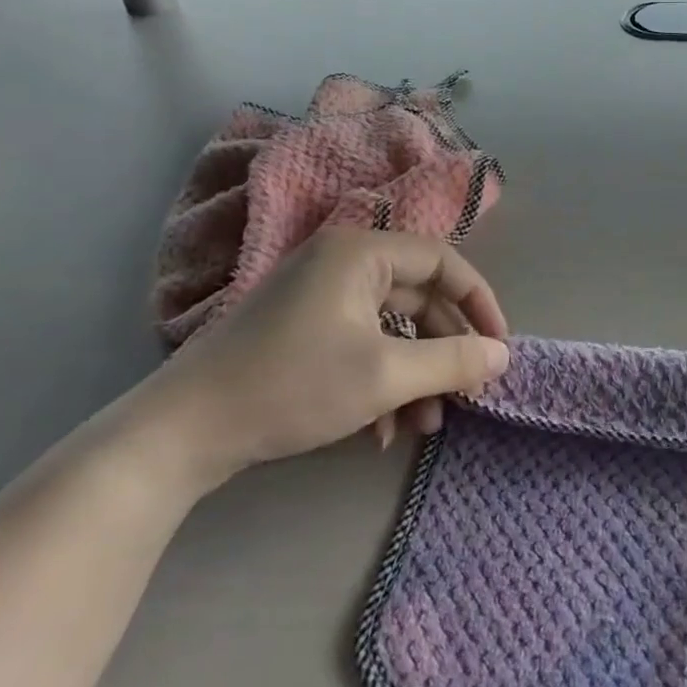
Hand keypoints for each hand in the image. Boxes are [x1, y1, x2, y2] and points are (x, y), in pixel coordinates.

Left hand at [135, 228, 510, 494]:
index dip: (479, 302)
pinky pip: (362, 345)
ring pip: (392, 329)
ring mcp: (319, 297)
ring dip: (416, 375)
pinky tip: (384, 431)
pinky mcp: (303, 330)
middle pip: (419, 298)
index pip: (443, 261)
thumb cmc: (292, 386)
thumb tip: (504, 355)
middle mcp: (342, 263)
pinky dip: (382, 382)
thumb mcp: (385, 376)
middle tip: (467, 393)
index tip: (498, 346)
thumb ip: (453, 362)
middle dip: (445, 350)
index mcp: (361, 253)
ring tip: (427, 425)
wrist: (181, 432)